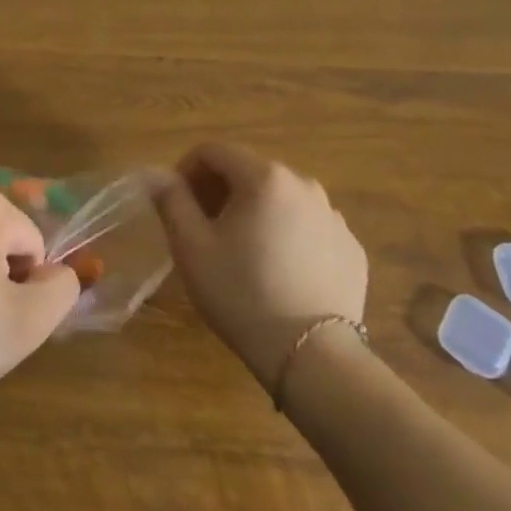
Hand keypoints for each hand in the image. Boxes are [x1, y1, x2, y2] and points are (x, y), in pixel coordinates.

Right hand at [156, 143, 368, 385]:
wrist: (313, 359)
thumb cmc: (242, 294)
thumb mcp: (192, 247)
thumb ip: (171, 200)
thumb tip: (158, 175)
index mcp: (264, 177)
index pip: (214, 151)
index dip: (187, 170)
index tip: (176, 201)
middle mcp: (304, 185)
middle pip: (249, 171)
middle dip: (220, 190)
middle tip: (204, 227)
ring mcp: (333, 217)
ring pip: (281, 199)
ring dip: (255, 211)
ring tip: (242, 251)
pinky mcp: (351, 249)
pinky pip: (309, 227)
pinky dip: (288, 235)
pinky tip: (278, 271)